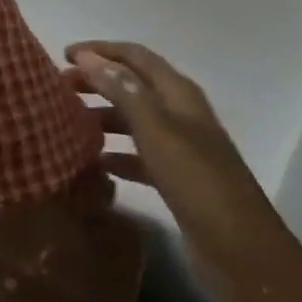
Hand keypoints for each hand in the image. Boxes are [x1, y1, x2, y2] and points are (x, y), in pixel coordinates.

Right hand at [65, 41, 283, 298]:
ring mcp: (180, 147)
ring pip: (134, 120)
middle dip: (97, 81)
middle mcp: (179, 113)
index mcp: (178, 93)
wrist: (241, 251)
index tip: (65, 55)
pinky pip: (139, 156)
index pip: (135, 56)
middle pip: (132, 85)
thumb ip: (123, 91)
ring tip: (69, 123)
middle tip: (59, 88)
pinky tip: (96, 163)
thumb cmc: (197, 180)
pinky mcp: (176, 180)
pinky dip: (117, 154)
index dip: (101, 50)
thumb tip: (89, 57)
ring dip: (103, 116)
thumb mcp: (156, 130)